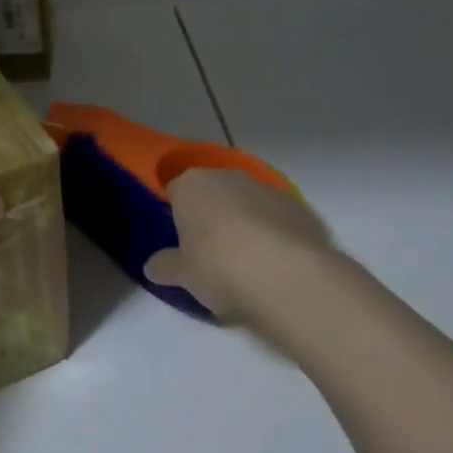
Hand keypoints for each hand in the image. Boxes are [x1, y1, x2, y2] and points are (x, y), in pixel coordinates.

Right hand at [144, 168, 344, 328]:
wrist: (286, 275)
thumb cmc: (218, 266)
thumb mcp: (182, 275)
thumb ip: (165, 267)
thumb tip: (152, 267)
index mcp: (192, 185)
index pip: (175, 189)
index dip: (177, 214)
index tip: (181, 241)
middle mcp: (228, 177)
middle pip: (214, 192)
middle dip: (212, 216)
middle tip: (212, 253)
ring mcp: (268, 189)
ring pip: (249, 203)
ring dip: (246, 224)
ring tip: (248, 264)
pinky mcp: (301, 208)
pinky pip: (279, 219)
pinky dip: (276, 235)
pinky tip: (277, 266)